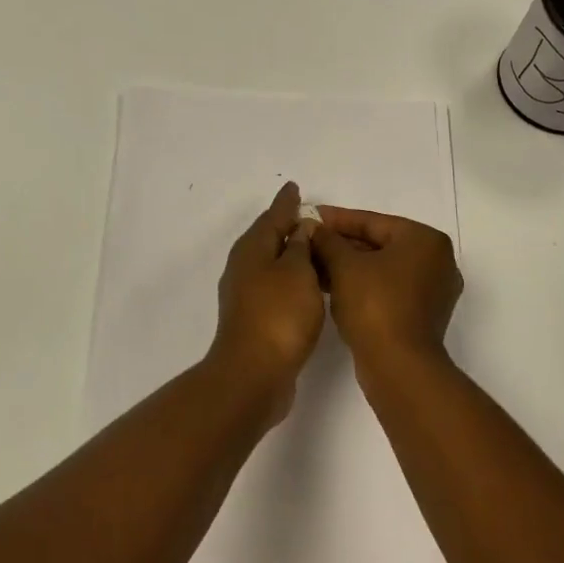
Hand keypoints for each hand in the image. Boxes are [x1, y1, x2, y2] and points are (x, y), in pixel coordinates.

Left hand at [210, 182, 325, 418]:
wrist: (254, 374)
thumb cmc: (279, 315)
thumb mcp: (297, 271)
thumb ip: (301, 246)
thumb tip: (301, 227)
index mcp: (252, 249)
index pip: (273, 216)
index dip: (286, 203)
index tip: (295, 188)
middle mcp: (244, 268)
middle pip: (269, 238)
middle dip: (289, 227)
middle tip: (313, 218)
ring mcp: (246, 295)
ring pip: (274, 264)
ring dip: (294, 256)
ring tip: (319, 251)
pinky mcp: (255, 319)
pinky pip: (277, 287)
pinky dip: (293, 280)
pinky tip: (310, 287)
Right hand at [310, 207, 462, 371]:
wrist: (399, 368)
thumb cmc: (375, 305)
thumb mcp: (344, 266)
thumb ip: (327, 240)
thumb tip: (312, 227)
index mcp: (425, 240)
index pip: (373, 221)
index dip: (337, 219)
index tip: (310, 216)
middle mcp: (437, 260)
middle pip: (379, 244)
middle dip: (341, 244)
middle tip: (309, 242)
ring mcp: (432, 290)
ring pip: (382, 268)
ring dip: (348, 266)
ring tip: (313, 264)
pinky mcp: (423, 315)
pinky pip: (388, 288)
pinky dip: (362, 285)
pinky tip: (331, 286)